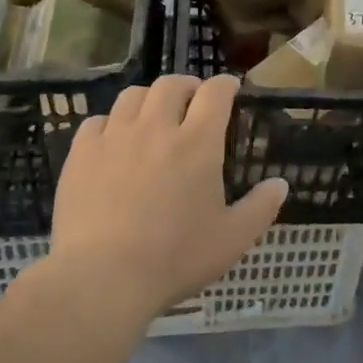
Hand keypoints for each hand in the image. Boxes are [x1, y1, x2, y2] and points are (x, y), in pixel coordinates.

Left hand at [49, 75, 286, 322]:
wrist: (102, 277)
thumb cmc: (174, 258)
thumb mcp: (231, 240)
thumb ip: (260, 208)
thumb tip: (280, 184)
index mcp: (197, 143)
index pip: (214, 93)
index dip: (225, 85)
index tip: (230, 88)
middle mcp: (156, 127)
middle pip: (171, 85)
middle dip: (186, 85)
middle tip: (191, 100)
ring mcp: (115, 137)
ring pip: (132, 96)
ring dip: (149, 99)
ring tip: (152, 115)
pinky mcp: (81, 153)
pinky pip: (97, 121)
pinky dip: (110, 123)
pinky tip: (113, 141)